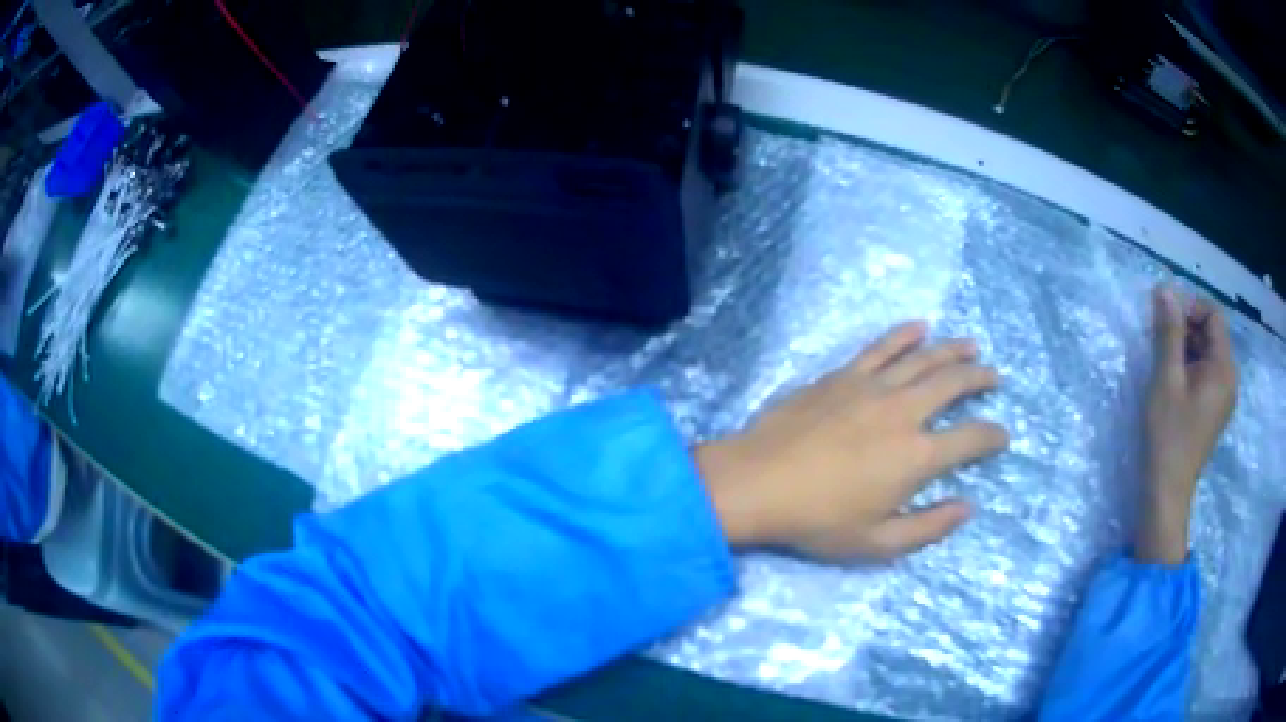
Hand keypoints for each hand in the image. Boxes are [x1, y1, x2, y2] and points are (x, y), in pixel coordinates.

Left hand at [697, 321, 1007, 561]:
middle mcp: (903, 411)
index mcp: (916, 456)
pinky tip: (919, 327)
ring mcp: (872, 387)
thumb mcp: (877, 543)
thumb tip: (967, 507)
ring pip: (923, 357)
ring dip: (952, 349)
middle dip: (980, 378)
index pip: (970, 439)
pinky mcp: (843, 375)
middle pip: (953, 383)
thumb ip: (928, 527)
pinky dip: (904, 334)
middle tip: (994, 377)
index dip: (992, 436)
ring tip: (971, 346)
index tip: (1002, 436)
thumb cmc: (817, 521)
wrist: (755, 483)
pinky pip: (881, 347)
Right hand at [1136, 286, 1237, 564]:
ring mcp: (1223, 396)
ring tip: (1163, 363)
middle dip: (1186, 328)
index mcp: (1224, 368)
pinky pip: (1206, 373)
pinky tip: (1172, 382)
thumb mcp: (1166, 378)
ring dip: (1185, 348)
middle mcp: (1229, 377)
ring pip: (1207, 353)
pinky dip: (1189, 367)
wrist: (1166, 492)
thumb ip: (1169, 331)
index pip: (1213, 315)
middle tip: (1159, 341)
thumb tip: (1165, 289)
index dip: (1190, 308)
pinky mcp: (1214, 409)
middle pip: (1211, 333)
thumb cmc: (1168, 435)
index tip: (1165, 319)